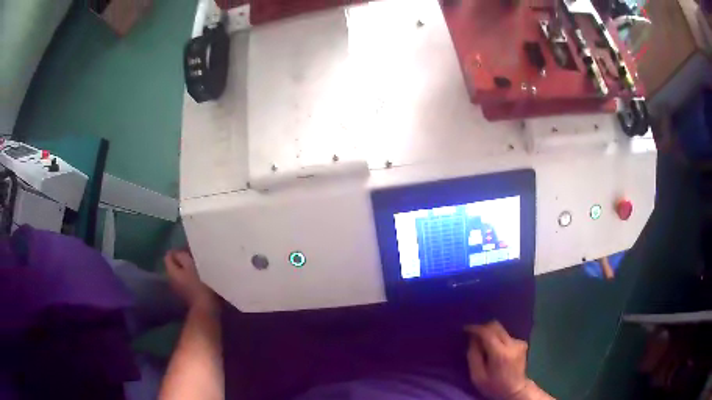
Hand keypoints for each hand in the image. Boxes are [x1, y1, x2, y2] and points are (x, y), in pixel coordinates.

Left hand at [164, 249, 216, 309]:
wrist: (207, 309)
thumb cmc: (199, 285)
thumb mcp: (191, 265)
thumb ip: (182, 256)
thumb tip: (178, 253)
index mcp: (171, 271)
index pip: (169, 255)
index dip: (178, 250)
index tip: (190, 250)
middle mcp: (171, 280)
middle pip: (175, 265)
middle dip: (184, 261)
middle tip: (196, 258)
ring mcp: (179, 290)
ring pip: (181, 274)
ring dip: (189, 270)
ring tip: (201, 268)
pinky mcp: (188, 296)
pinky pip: (187, 282)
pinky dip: (193, 279)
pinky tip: (202, 279)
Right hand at [465, 321, 529, 399]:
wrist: (515, 390)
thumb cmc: (494, 386)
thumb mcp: (477, 376)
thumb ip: (473, 356)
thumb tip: (472, 339)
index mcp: (500, 353)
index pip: (487, 332)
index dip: (475, 328)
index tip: (465, 328)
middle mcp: (512, 344)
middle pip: (496, 326)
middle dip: (483, 327)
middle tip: (472, 334)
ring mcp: (519, 342)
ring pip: (501, 330)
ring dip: (490, 333)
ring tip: (482, 343)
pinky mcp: (522, 343)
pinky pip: (506, 335)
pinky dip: (497, 338)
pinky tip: (494, 348)